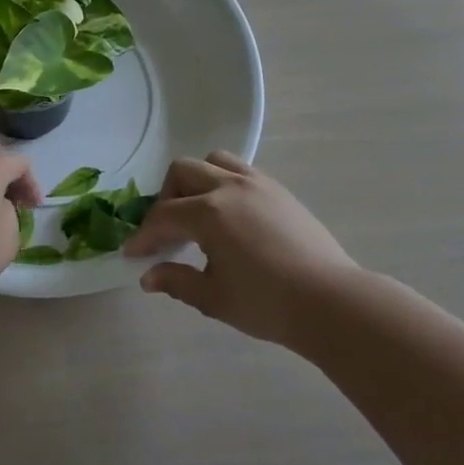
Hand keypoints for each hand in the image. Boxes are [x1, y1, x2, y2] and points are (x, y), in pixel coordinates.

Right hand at [125, 151, 358, 345]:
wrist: (331, 302)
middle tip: (167, 231)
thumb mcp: (214, 298)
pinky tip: (229, 215)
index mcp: (209, 212)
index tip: (132, 253)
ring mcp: (258, 184)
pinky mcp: (279, 190)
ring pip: (214, 161)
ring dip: (196, 181)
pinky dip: (223, 183)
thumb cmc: (267, 303)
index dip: (144, 235)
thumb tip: (148, 277)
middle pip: (183, 172)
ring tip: (198, 213)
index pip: (164, 216)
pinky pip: (240, 171)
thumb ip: (177, 281)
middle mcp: (230, 187)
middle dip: (166, 197)